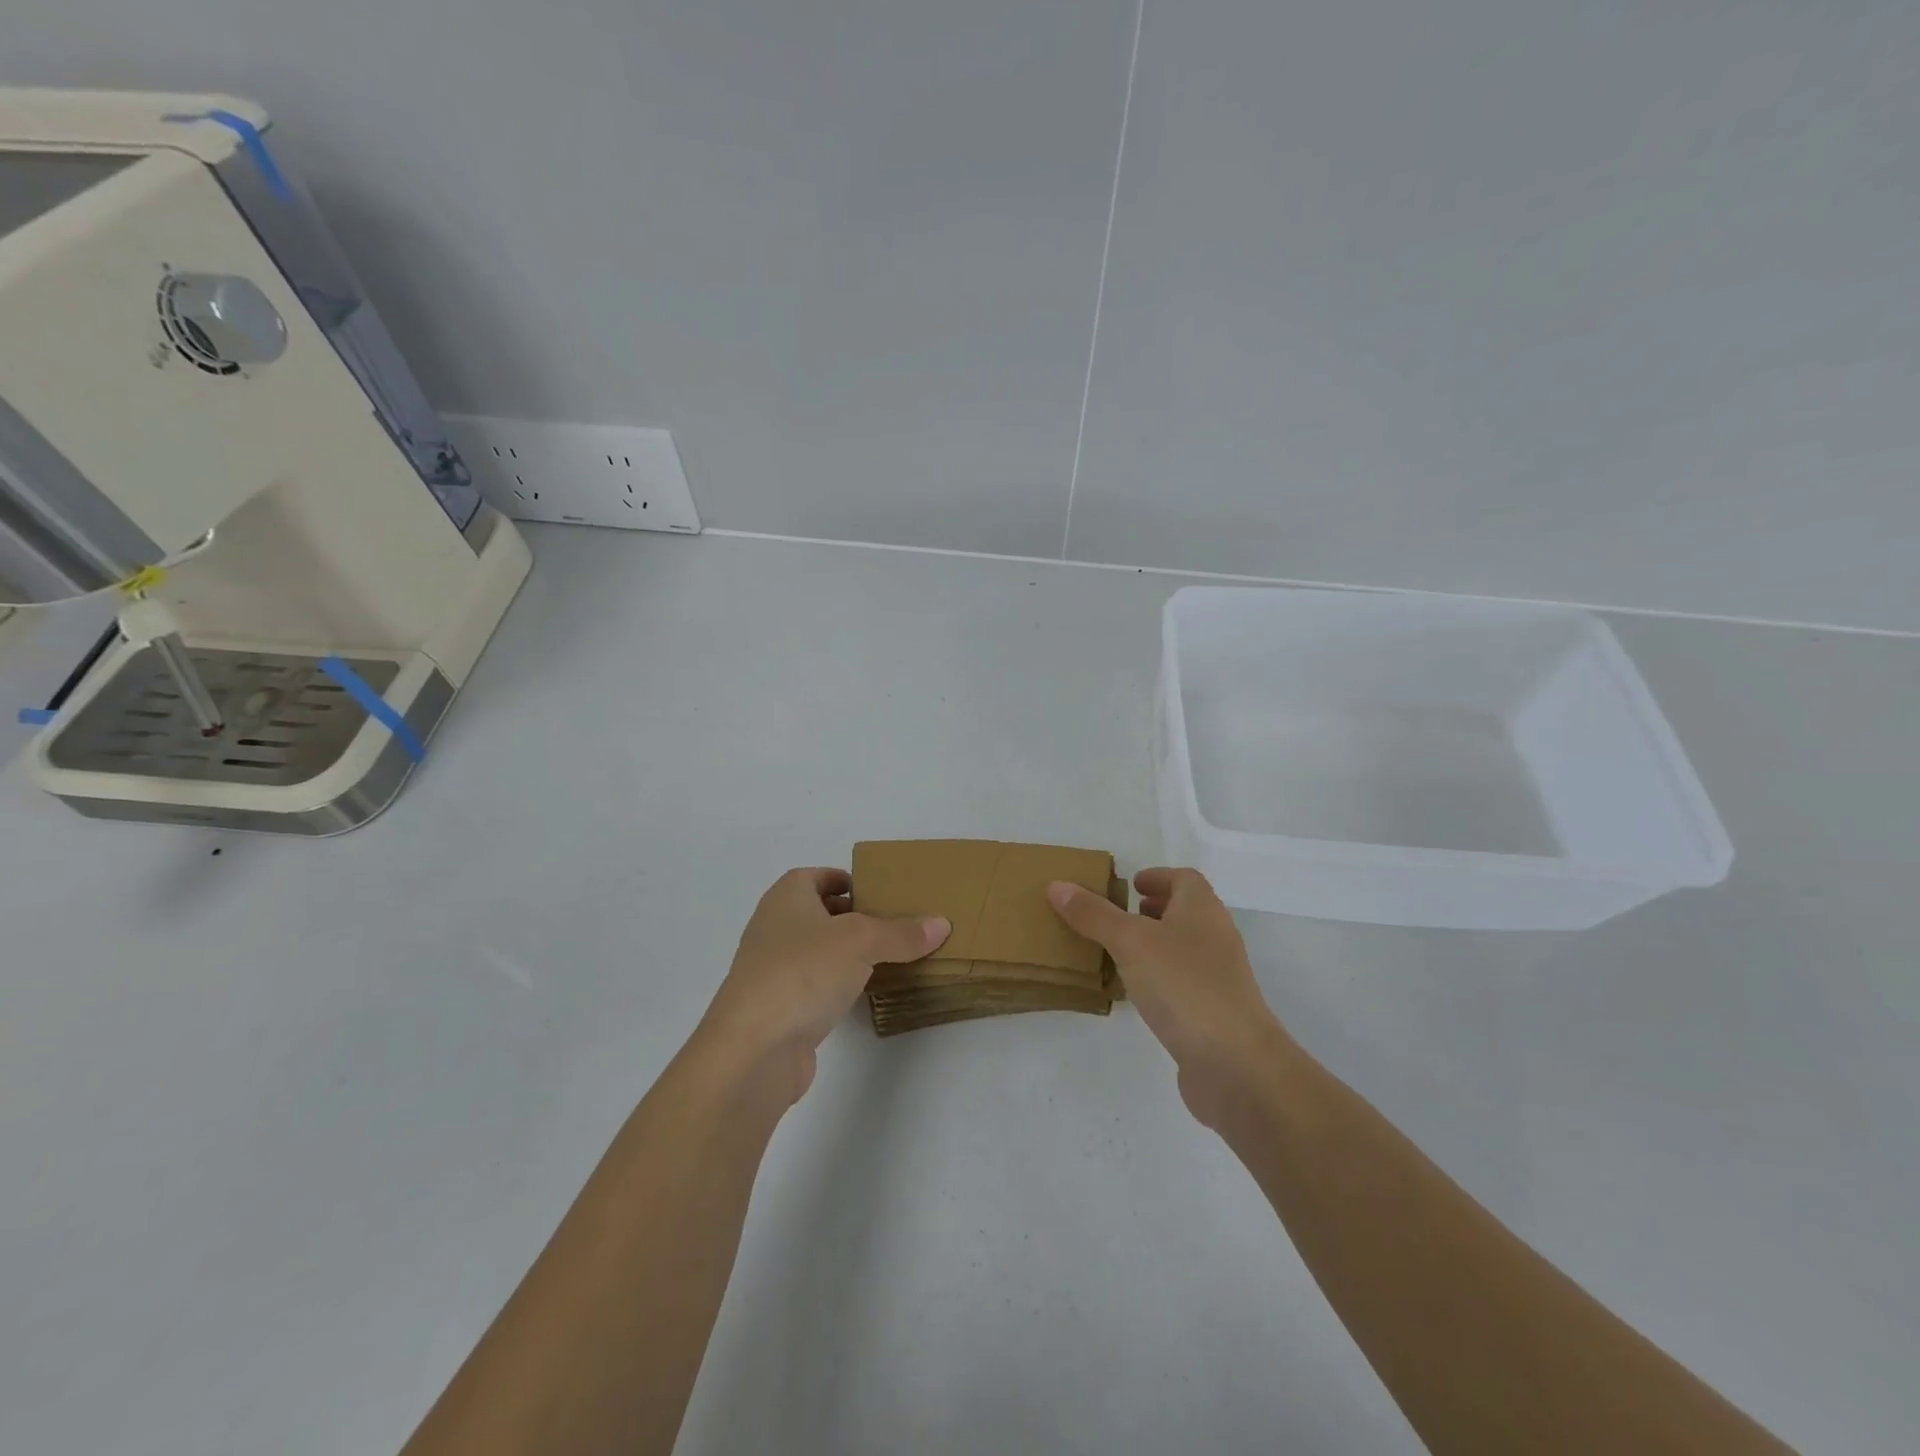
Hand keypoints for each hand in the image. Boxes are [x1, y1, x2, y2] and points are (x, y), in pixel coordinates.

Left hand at [699, 868, 949, 1103]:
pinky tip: (866, 994)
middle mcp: (774, 928)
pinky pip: (816, 986)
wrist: (753, 1050)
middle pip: (818, 913)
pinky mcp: (779, 1010)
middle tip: (894, 923)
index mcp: (786, 898)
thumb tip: (940, 924)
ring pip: (818, 952)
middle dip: (853, 916)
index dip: (844, 879)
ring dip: (848, 954)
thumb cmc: (803, 972)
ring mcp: (773, 971)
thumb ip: (901, 933)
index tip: (878, 891)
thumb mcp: (861, 941)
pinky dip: (839, 986)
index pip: (815, 876)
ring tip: (890, 957)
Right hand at [1049, 867, 1290, 1126]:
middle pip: (1185, 912)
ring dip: (1153, 944)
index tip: (1129, 885)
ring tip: (1116, 951)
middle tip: (1116, 915)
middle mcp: (1215, 937)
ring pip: (1182, 948)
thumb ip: (1094, 915)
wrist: (1235, 1064)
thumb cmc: (1184, 986)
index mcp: (1202, 910)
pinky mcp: (1213, 1012)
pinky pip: (1181, 982)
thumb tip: (1058, 886)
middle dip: (1153, 909)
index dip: (1157, 877)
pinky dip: (1158, 977)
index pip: (1184, 879)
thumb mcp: (1130, 942)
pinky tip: (1134, 993)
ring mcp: (1218, 977)